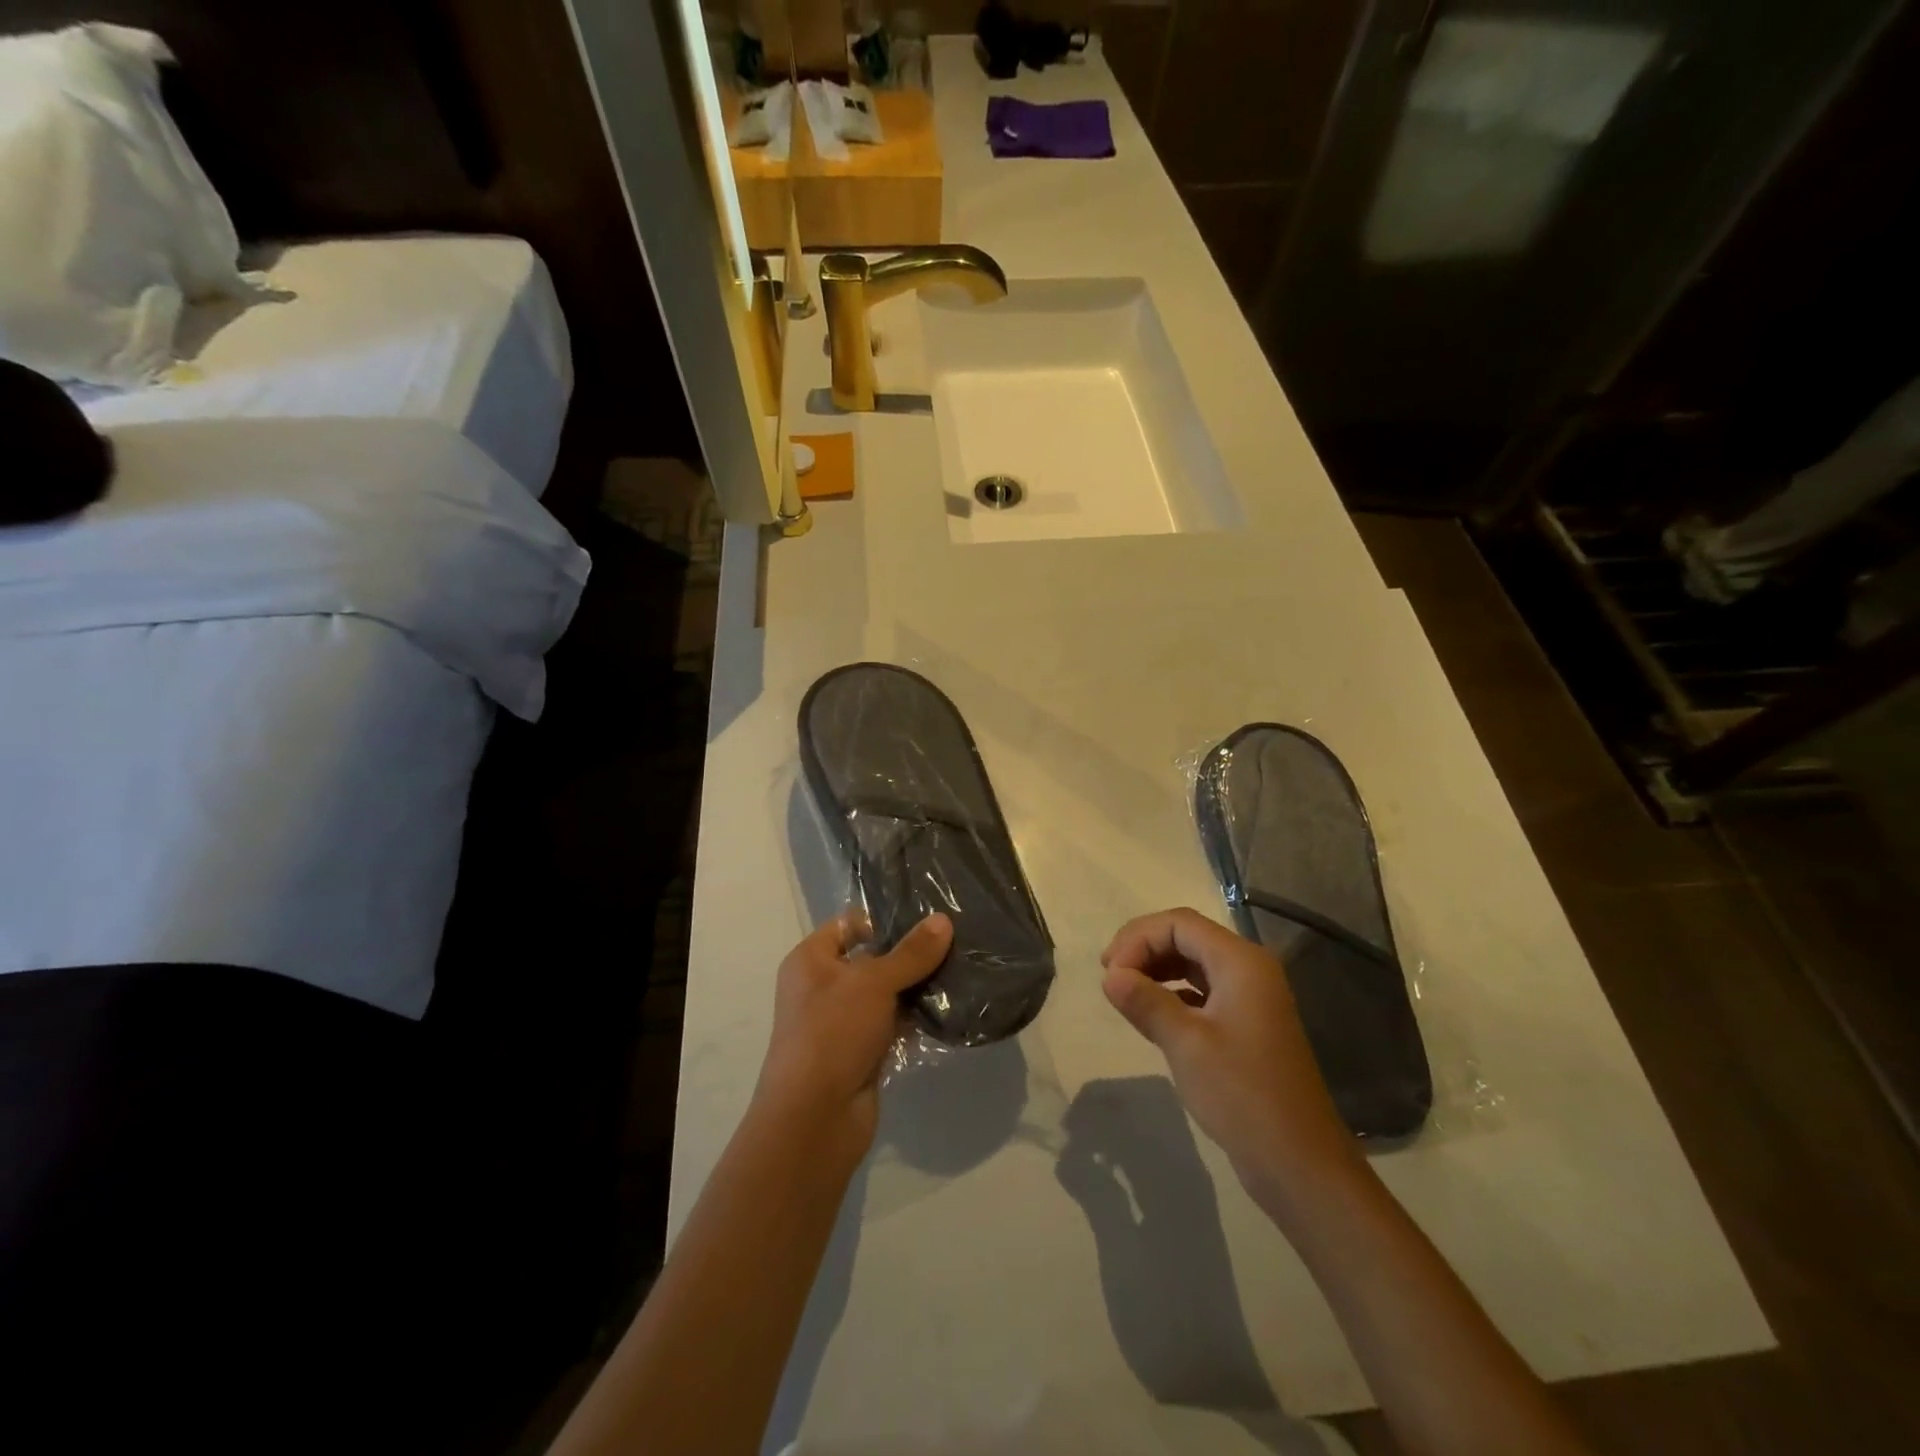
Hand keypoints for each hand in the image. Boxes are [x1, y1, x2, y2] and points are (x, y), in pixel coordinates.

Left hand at [755, 911, 954, 1154]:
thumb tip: (943, 920)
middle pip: (871, 959)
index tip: (928, 915)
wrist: (814, 1119)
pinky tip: (948, 1008)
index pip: (850, 924)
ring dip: (915, 987)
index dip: (885, 918)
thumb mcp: (874, 982)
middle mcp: (822, 987)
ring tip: (959, 969)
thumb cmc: (833, 1032)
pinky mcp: (860, 1052)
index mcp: (810, 960)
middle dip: (908, 953)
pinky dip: (914, 1019)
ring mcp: (841, 1022)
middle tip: (954, 940)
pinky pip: (891, 1024)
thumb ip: (911, 953)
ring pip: (885, 994)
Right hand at [1101, 908, 1354, 1198]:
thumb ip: (1145, 1001)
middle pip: (1186, 936)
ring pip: (1193, 962)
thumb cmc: (1242, 1094)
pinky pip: (1202, 990)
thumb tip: (1110, 976)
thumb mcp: (1186, 1044)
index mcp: (1241, 962)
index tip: (1109, 972)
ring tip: (1124, 993)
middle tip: (1110, 978)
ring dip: (1156, 969)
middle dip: (1144, 949)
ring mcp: (1250, 997)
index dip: (1138, 938)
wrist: (1298, 1163)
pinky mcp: (1246, 1023)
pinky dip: (1172, 993)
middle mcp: (1249, 969)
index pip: (1179, 923)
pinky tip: (1150, 1014)